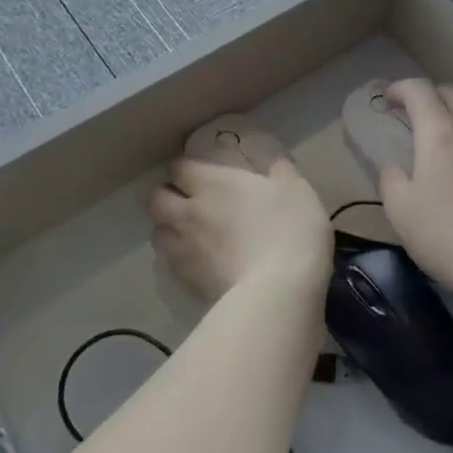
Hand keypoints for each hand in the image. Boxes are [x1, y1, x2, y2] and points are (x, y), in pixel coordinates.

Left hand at [147, 157, 331, 303]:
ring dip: (168, 228)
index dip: (186, 168)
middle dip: (167, 196)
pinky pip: (171, 264)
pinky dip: (180, 259)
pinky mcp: (187, 283)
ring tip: (189, 233)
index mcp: (211, 183)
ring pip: (157, 233)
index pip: (177, 166)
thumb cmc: (290, 230)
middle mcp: (188, 213)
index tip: (202, 172)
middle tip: (189, 200)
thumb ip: (279, 168)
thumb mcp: (297, 189)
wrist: (277, 293)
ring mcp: (184, 250)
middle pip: (155, 199)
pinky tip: (201, 263)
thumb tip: (271, 159)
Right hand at [379, 80, 452, 286]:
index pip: (420, 91)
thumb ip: (392, 179)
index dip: (400, 88)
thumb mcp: (400, 209)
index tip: (387, 98)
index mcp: (441, 133)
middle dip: (430, 95)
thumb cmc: (445, 233)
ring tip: (440, 142)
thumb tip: (398, 167)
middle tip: (413, 114)